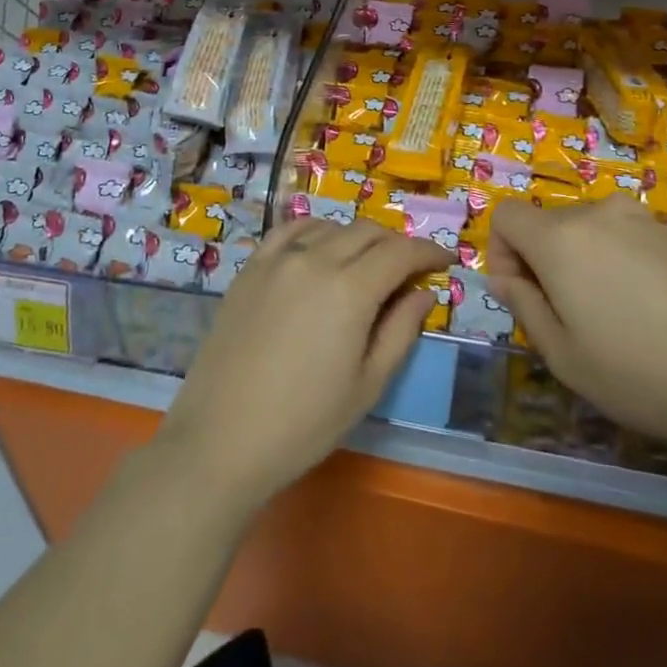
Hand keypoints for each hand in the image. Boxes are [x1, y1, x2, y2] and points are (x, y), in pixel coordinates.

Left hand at [155, 218, 449, 511]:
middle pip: (368, 231)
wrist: (221, 439)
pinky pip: (289, 231)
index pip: (401, 252)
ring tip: (366, 263)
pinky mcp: (250, 268)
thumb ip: (401, 331)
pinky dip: (315, 231)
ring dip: (358, 237)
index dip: (429, 251)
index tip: (445, 260)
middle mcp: (315, 259)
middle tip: (410, 268)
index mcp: (350, 289)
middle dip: (396, 244)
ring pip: (331, 226)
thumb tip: (424, 292)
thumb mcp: (367, 385)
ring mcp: (278, 260)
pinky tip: (320, 248)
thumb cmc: (304, 423)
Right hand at [489, 197, 666, 464]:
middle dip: (539, 259)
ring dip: (577, 259)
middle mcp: (595, 213)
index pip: (506, 214)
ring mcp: (637, 218)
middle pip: (544, 222)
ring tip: (607, 313)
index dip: (500, 251)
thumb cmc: (637, 373)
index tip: (521, 294)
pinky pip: (618, 233)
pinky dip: (612, 259)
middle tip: (565, 316)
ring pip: (582, 228)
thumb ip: (522, 305)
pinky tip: (643, 307)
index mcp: (559, 238)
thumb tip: (502, 278)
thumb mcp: (562, 354)